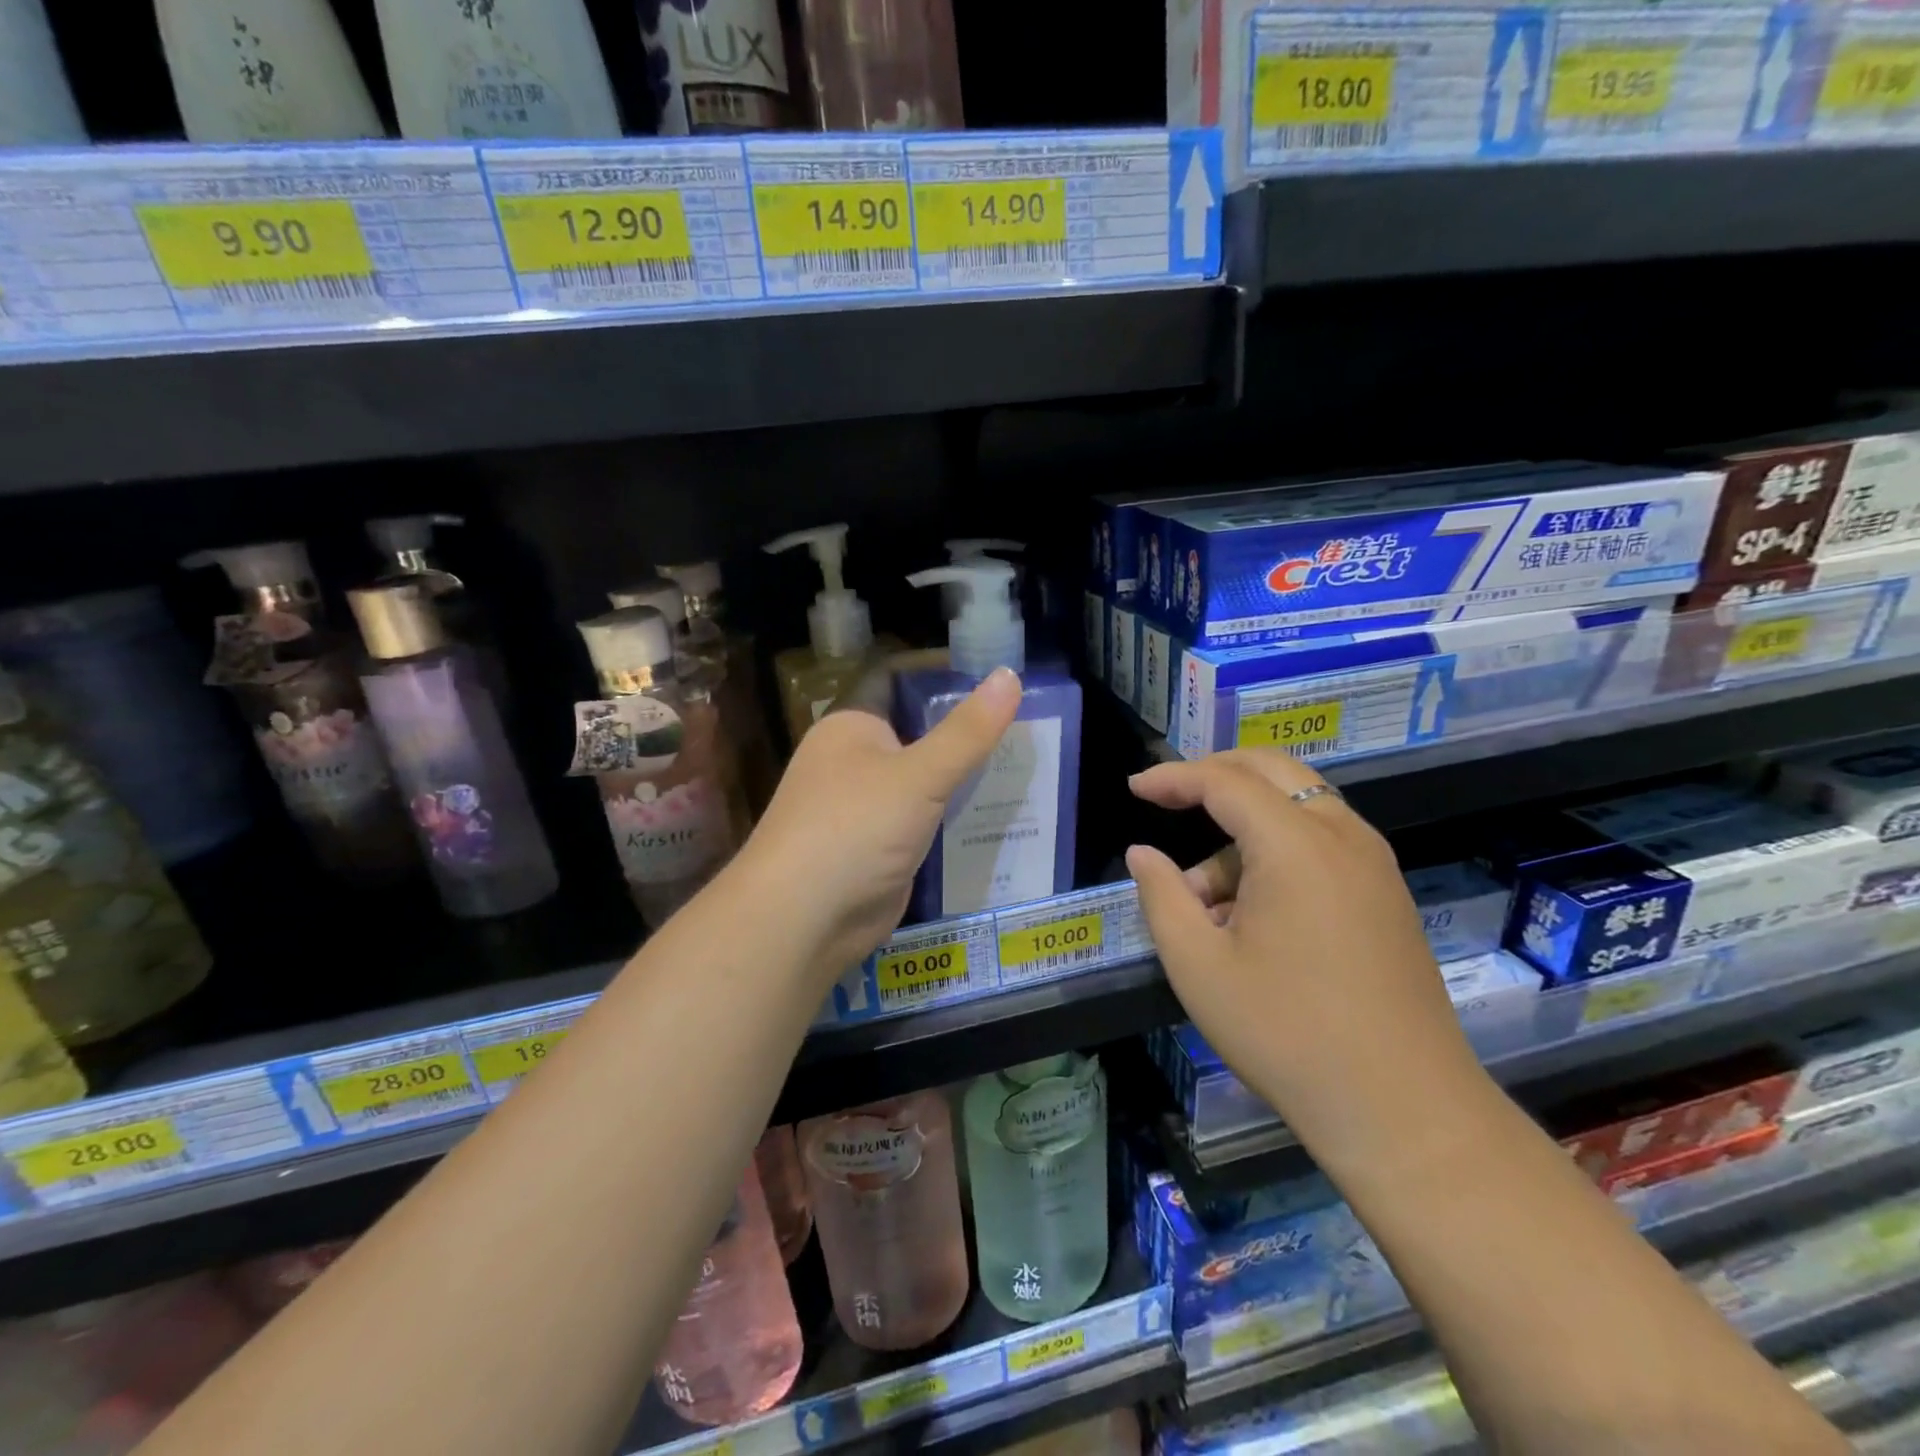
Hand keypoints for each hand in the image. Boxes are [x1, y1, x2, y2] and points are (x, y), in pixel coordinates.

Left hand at [736, 657, 1022, 975]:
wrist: (803, 921)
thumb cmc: (854, 829)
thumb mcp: (919, 776)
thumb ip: (967, 731)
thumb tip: (1009, 674)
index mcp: (851, 727)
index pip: (896, 680)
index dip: (941, 672)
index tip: (995, 673)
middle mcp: (853, 760)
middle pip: (915, 732)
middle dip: (964, 729)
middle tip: (1025, 723)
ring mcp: (864, 807)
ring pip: (922, 780)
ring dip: (963, 775)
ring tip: (1022, 765)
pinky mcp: (878, 848)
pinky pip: (922, 820)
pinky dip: (953, 815)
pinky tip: (997, 813)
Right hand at [1125, 749, 1484, 1165]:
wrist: (1403, 1110)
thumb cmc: (1286, 1034)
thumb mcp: (1198, 966)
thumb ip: (1161, 896)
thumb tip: (1143, 854)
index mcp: (1296, 845)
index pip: (1224, 782)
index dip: (1173, 777)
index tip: (1134, 788)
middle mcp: (1343, 837)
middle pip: (1272, 770)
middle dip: (1213, 775)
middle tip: (1167, 799)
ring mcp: (1374, 864)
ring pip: (1298, 806)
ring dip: (1244, 825)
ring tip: (1206, 896)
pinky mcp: (1387, 894)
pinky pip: (1323, 840)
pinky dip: (1278, 848)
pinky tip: (1252, 910)